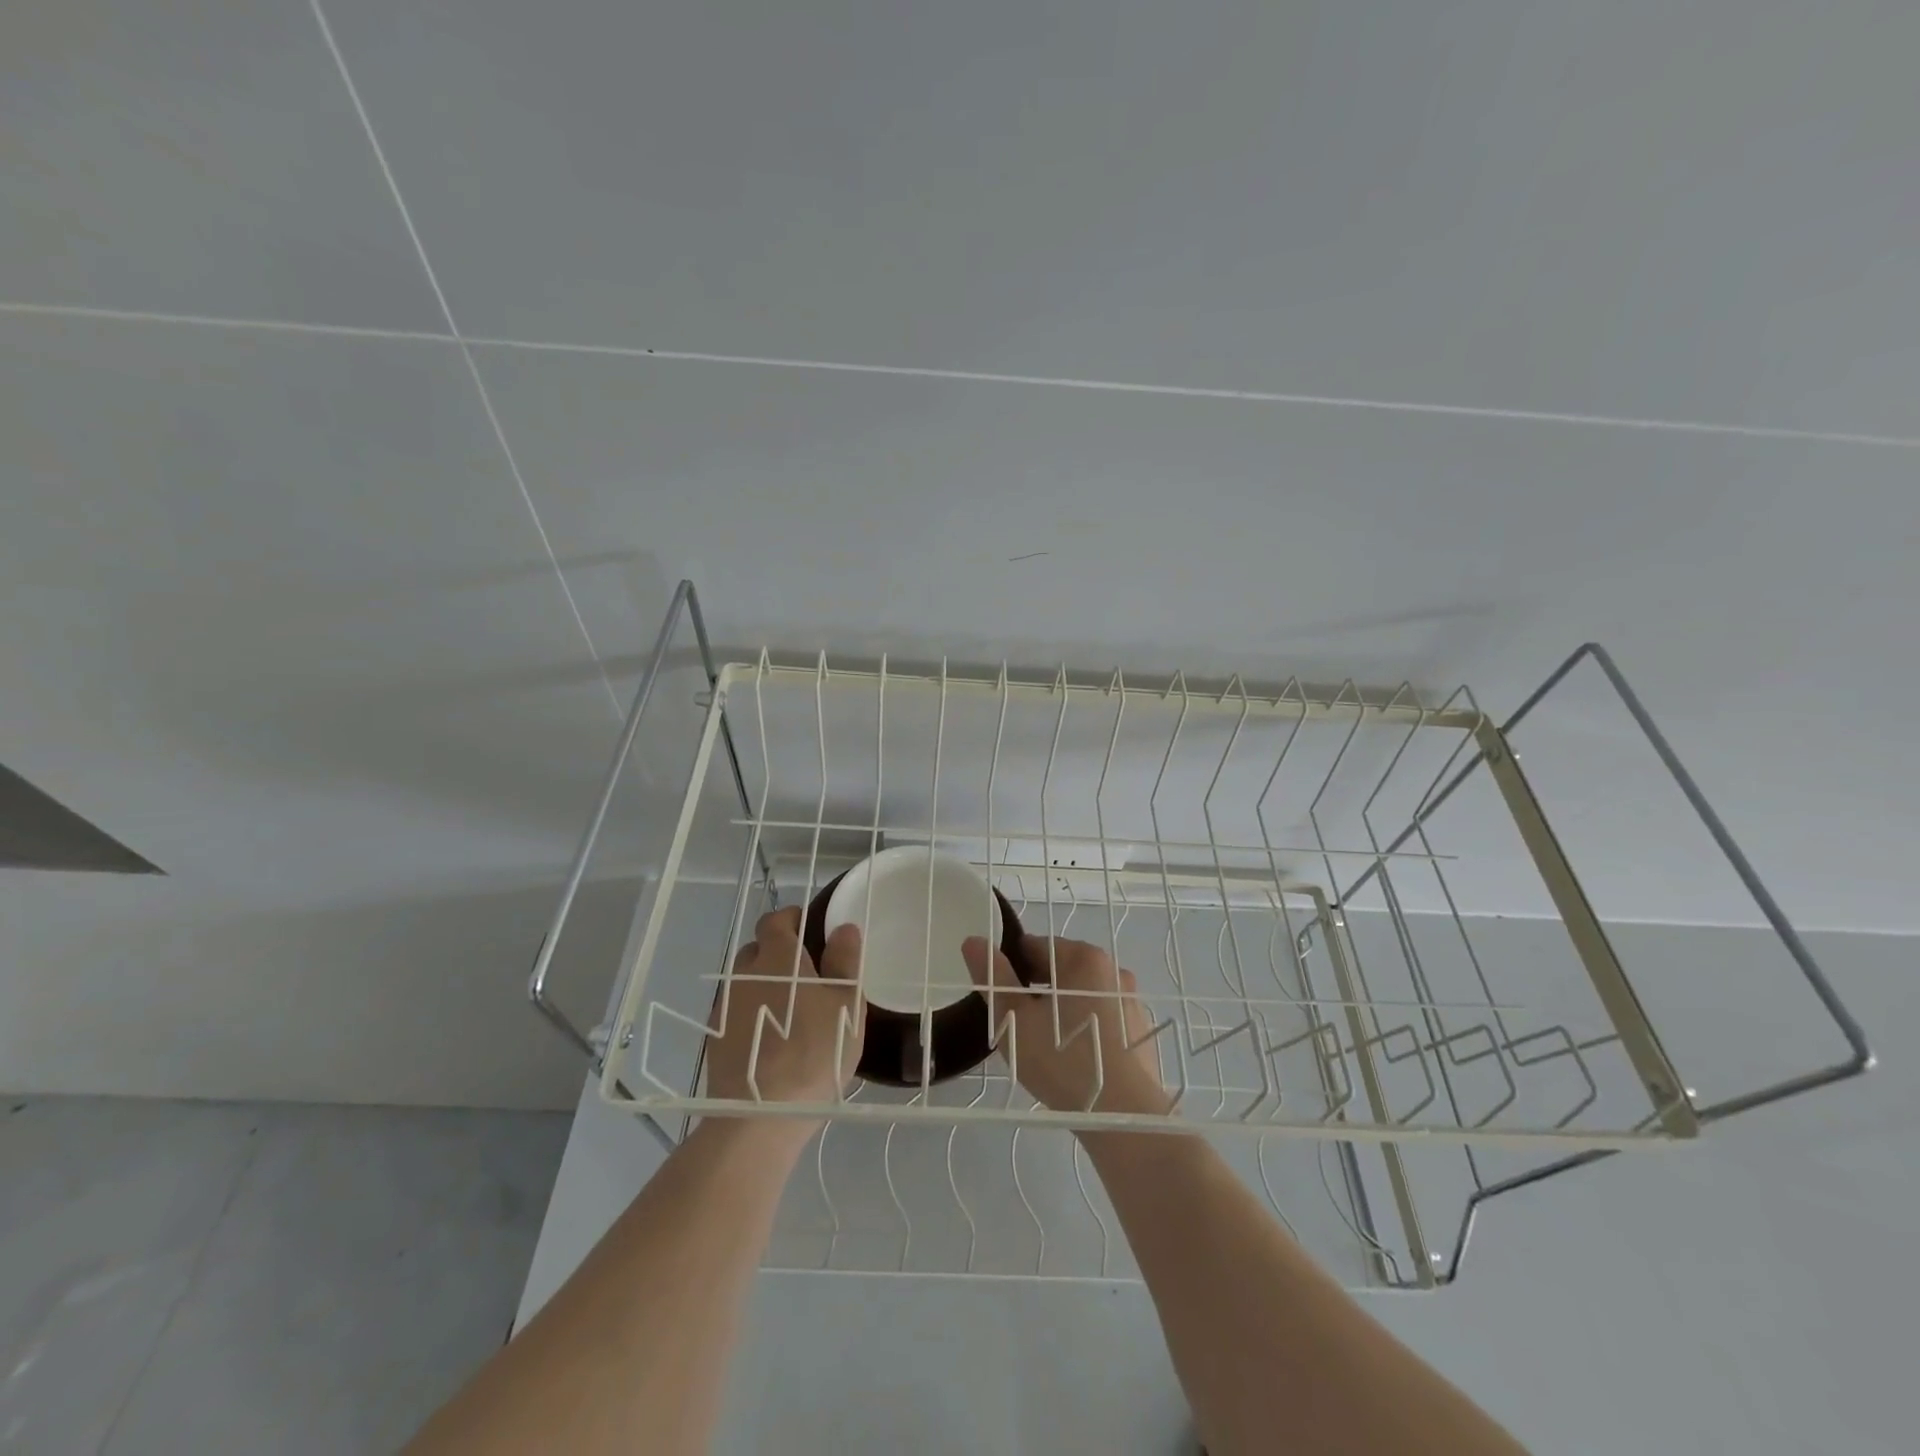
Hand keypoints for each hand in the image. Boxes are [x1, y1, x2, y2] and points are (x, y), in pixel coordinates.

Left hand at [706, 908, 864, 1107]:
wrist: (761, 1115)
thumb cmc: (815, 1051)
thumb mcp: (846, 1005)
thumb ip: (845, 962)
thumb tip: (843, 928)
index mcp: (778, 957)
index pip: (775, 920)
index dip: (792, 920)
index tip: (810, 931)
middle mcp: (745, 973)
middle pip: (758, 949)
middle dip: (778, 954)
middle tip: (806, 976)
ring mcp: (726, 1006)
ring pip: (745, 982)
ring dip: (763, 986)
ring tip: (788, 1012)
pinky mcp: (715, 1038)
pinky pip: (736, 1012)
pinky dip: (751, 1015)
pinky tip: (769, 1039)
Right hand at [961, 934, 1169, 1116]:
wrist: (1123, 1115)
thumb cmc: (1062, 1059)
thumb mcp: (1013, 1018)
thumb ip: (993, 977)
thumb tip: (974, 941)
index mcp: (1083, 957)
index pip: (1034, 946)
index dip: (1011, 969)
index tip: (1001, 999)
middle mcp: (1112, 969)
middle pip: (1061, 968)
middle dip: (1036, 991)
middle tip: (1019, 1026)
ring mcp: (1131, 1001)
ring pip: (1082, 995)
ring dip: (1061, 1010)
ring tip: (1045, 1047)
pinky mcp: (1141, 1032)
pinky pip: (1102, 1019)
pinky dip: (1084, 1030)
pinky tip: (1075, 1061)